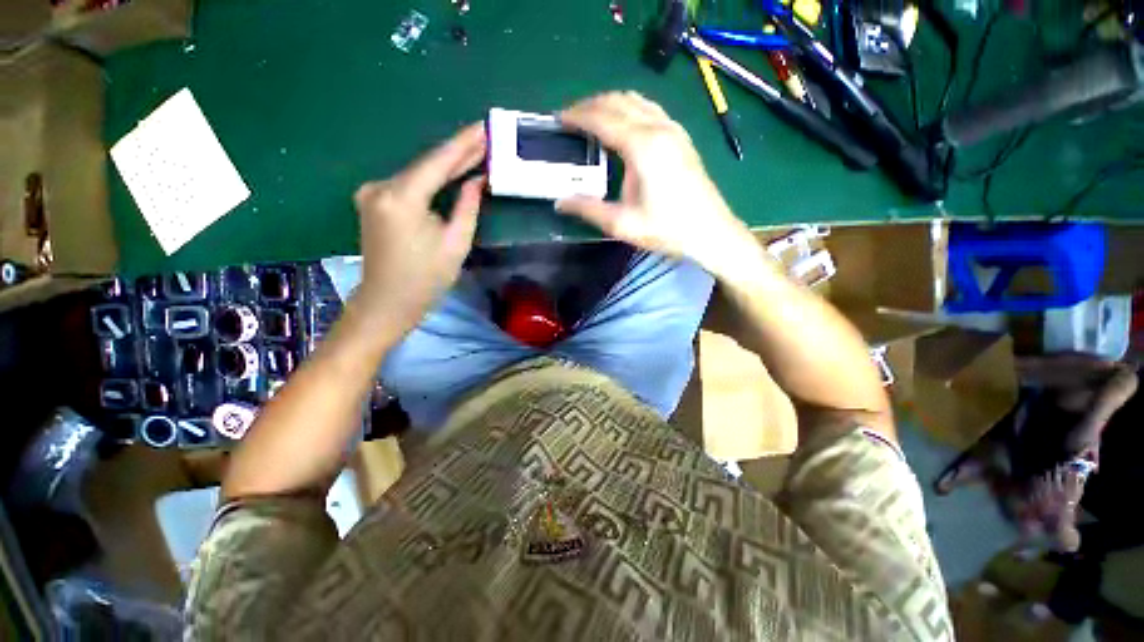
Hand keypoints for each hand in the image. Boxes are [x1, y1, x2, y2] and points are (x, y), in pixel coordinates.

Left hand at [354, 123, 485, 330]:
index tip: (484, 128)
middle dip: (457, 153)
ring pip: (417, 174)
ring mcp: (372, 193)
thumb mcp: (456, 243)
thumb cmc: (426, 279)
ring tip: (474, 152)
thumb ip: (468, 206)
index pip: (437, 162)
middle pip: (425, 165)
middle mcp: (380, 187)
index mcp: (401, 198)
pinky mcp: (373, 202)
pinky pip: (408, 184)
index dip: (463, 144)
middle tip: (485, 138)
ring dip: (445, 166)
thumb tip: (477, 179)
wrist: (387, 302)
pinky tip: (450, 173)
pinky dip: (430, 179)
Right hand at [555, 92, 752, 274]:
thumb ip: (589, 210)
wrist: (711, 232)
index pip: (603, 118)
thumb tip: (560, 203)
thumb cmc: (667, 229)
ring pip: (637, 100)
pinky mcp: (682, 137)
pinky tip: (624, 125)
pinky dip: (630, 109)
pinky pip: (651, 109)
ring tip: (592, 118)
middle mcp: (658, 128)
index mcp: (642, 146)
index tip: (559, 119)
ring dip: (611, 103)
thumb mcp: (623, 224)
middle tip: (571, 118)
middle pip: (619, 101)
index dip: (578, 116)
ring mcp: (674, 129)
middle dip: (591, 105)